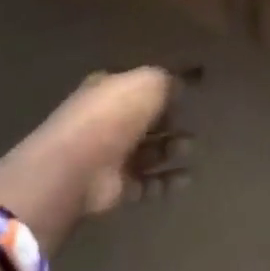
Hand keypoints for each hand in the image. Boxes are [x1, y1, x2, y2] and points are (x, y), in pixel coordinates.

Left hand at [0, 68, 187, 218]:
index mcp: (108, 91)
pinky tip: (186, 179)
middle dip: (169, 121)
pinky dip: (166, 182)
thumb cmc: (113, 116)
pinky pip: (146, 184)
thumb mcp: (146, 83)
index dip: (162, 88)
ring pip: (147, 152)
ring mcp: (109, 157)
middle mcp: (107, 123)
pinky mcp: (115, 188)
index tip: (188, 91)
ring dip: (170, 150)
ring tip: (188, 148)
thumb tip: (179, 85)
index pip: (138, 87)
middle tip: (190, 122)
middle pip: (145, 121)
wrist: (79, 166)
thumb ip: (166, 81)